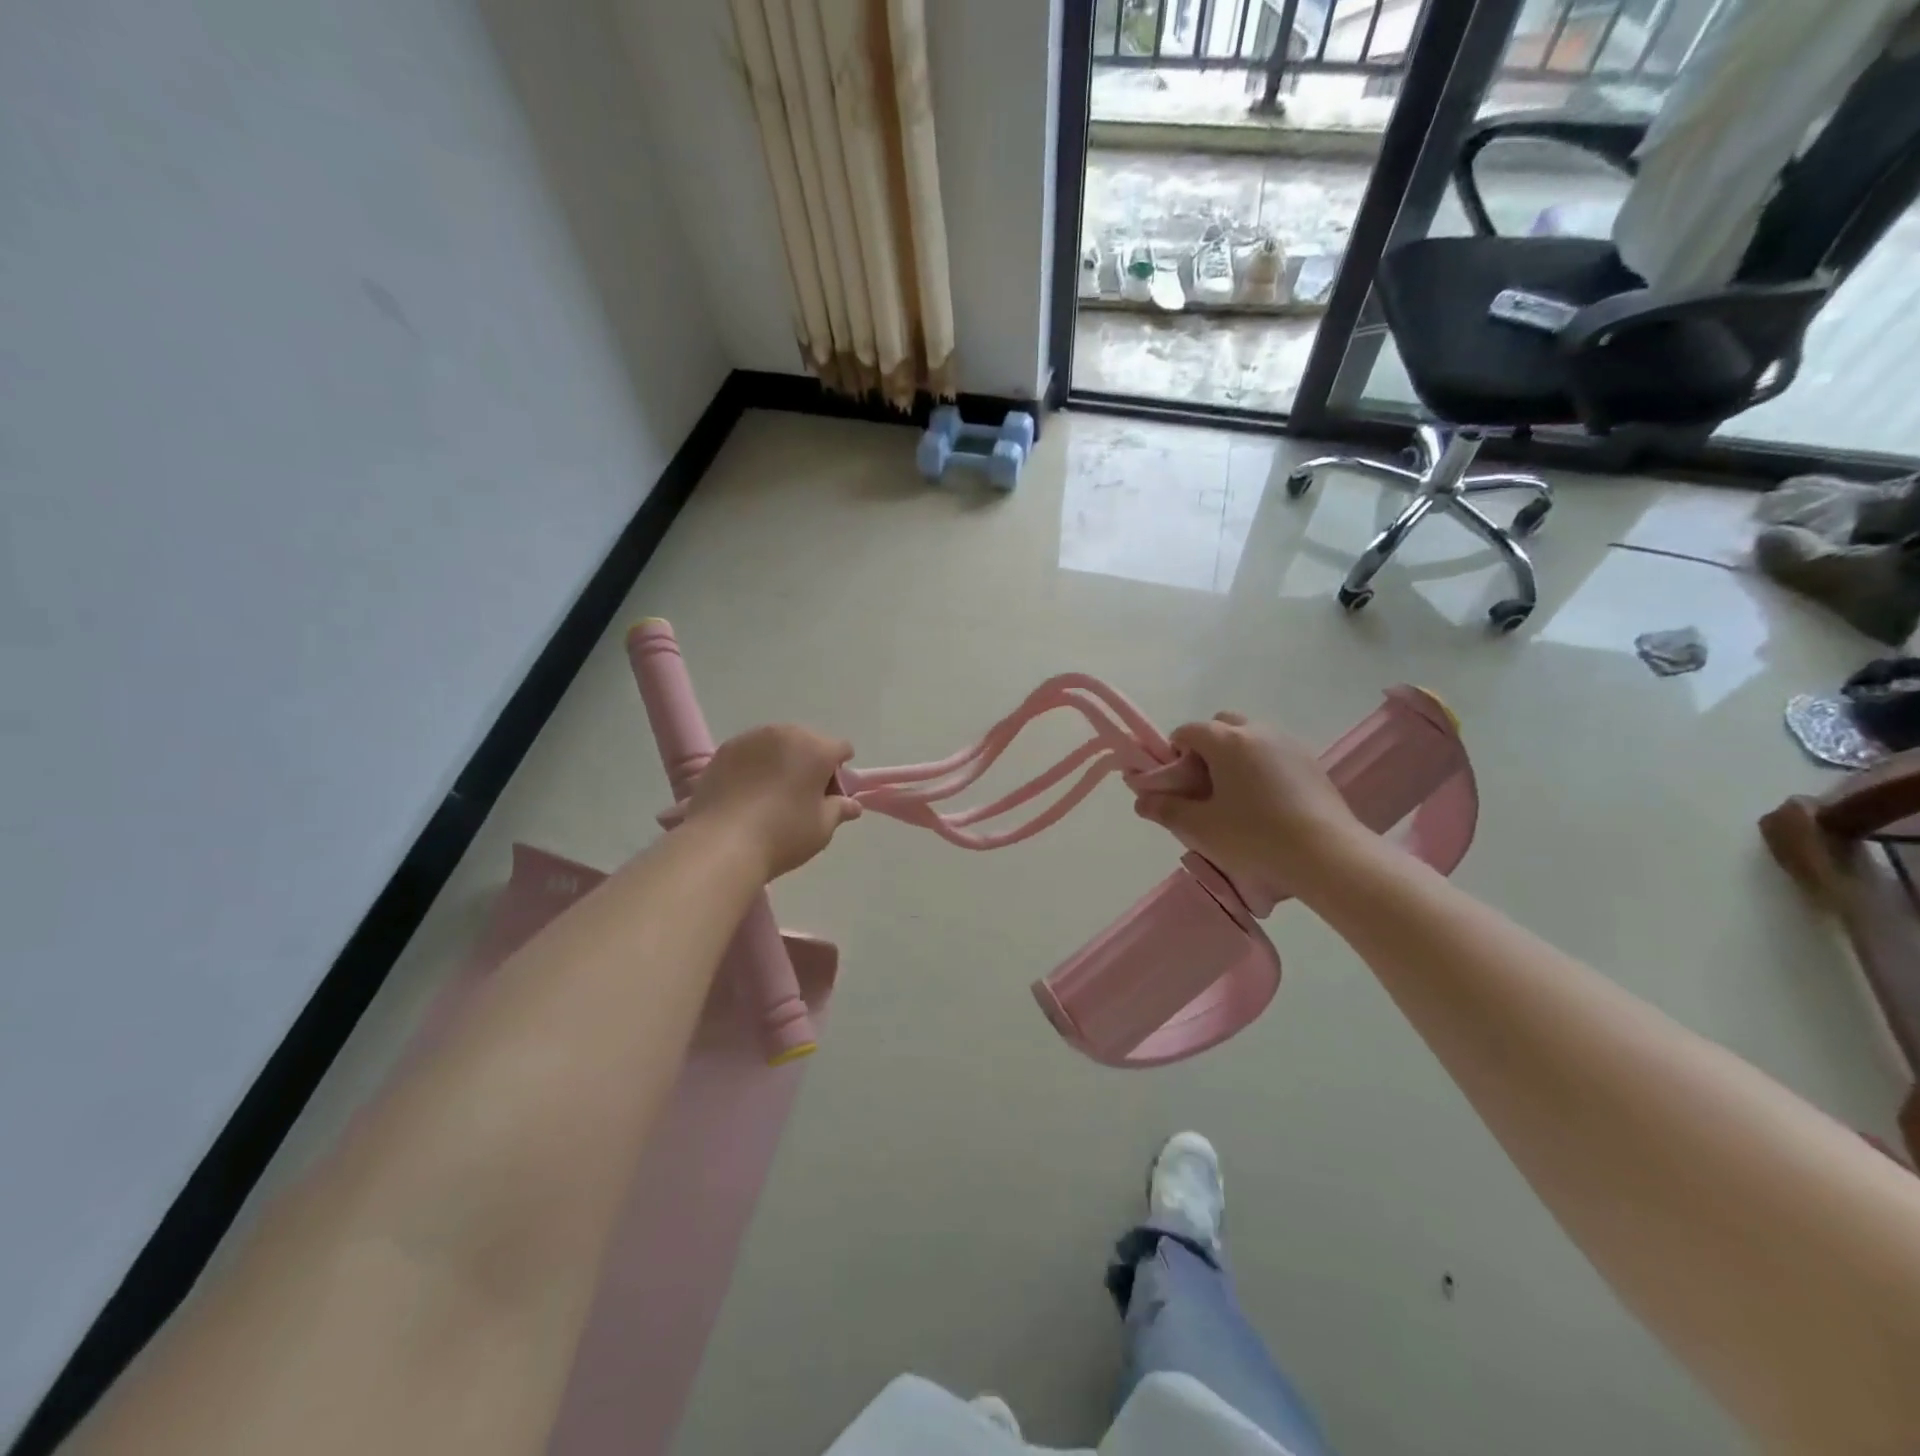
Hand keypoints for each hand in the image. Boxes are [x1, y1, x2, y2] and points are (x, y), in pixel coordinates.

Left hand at [684, 725, 860, 880]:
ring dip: (781, 761)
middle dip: (810, 763)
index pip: (841, 749)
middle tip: (801, 796)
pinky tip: (747, 793)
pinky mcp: (724, 750)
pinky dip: (754, 766)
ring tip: (771, 794)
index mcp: (816, 749)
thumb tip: (851, 804)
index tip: (830, 796)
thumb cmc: (782, 834)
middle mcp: (785, 734)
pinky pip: (750, 752)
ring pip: (777, 744)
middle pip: (808, 742)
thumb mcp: (822, 828)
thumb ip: (840, 809)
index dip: (840, 772)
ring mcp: (751, 738)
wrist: (720, 844)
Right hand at [1132, 712, 1365, 890]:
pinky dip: (1262, 767)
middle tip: (1205, 787)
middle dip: (1207, 748)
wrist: (1326, 855)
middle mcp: (1257, 731)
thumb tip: (1141, 801)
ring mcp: (1289, 744)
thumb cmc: (1254, 837)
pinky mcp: (1311, 762)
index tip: (1177, 786)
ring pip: (1251, 737)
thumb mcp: (1200, 828)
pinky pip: (1275, 753)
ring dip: (1236, 756)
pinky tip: (1267, 803)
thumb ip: (1165, 810)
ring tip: (1237, 798)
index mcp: (1226, 740)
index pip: (1188, 731)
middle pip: (1221, 725)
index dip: (1174, 755)